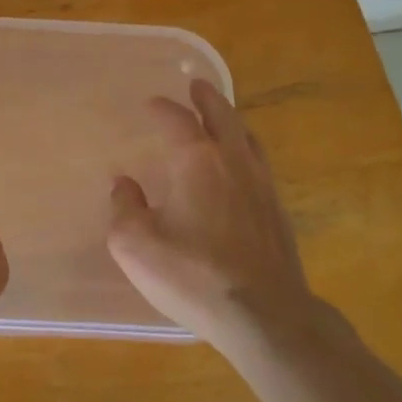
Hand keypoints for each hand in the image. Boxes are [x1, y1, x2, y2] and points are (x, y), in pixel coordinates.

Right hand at [107, 80, 329, 356]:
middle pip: (222, 115)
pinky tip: (241, 167)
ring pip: (247, 138)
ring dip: (231, 121)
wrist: (264, 315)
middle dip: (207, 98)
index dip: (163, 108)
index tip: (152, 104)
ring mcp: (261, 185)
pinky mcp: (278, 212)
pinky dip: (246, 151)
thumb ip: (125, 208)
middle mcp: (232, 161)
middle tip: (197, 86)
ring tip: (222, 118)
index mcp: (196, 160)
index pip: (178, 120)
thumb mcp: (135, 245)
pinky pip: (260, 164)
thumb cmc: (193, 275)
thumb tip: (124, 184)